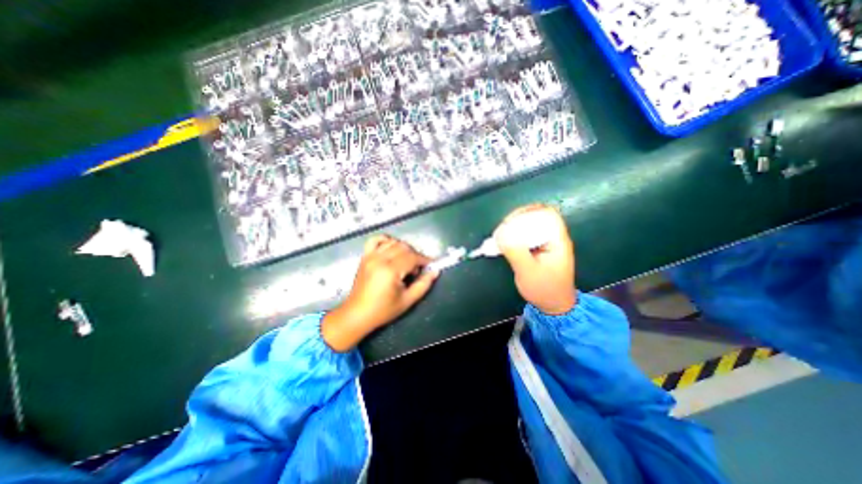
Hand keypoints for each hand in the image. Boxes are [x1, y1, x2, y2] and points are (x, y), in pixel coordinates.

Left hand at [319, 235, 438, 351]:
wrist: (357, 314)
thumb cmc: (383, 310)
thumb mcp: (407, 300)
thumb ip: (423, 284)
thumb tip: (435, 271)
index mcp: (390, 271)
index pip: (412, 257)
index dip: (424, 260)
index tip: (431, 265)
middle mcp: (380, 259)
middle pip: (404, 247)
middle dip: (415, 255)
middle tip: (418, 268)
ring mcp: (370, 256)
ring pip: (393, 242)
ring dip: (403, 248)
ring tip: (406, 262)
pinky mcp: (365, 257)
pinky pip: (375, 240)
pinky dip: (385, 240)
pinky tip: (391, 248)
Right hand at [496, 203, 573, 313]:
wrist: (554, 306)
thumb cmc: (544, 289)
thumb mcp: (528, 272)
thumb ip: (515, 251)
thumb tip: (501, 233)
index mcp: (557, 240)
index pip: (547, 214)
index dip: (529, 211)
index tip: (510, 221)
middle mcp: (554, 238)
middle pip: (538, 216)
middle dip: (518, 219)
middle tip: (502, 229)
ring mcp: (547, 243)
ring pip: (531, 225)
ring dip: (515, 227)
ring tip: (501, 235)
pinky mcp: (539, 249)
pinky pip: (527, 235)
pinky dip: (515, 236)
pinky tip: (505, 242)